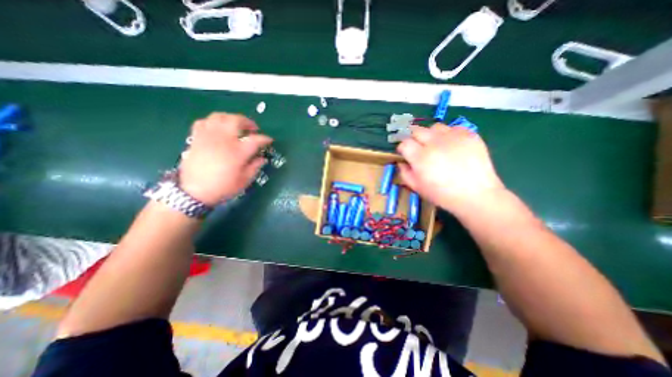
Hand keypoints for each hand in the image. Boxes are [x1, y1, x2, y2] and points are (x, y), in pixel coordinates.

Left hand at [181, 111, 271, 205]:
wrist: (194, 192)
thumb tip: (262, 158)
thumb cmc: (223, 187)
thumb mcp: (245, 180)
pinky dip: (212, 122)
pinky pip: (203, 122)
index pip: (256, 139)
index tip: (269, 140)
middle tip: (252, 129)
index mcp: (238, 152)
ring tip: (235, 125)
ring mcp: (208, 137)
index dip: (265, 139)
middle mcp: (224, 140)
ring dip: (230, 118)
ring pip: (219, 116)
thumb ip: (255, 166)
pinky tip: (217, 129)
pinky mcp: (196, 138)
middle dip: (248, 122)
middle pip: (236, 120)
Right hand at [397, 124, 503, 211]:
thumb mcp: (417, 187)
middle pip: (417, 130)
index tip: (405, 154)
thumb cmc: (442, 194)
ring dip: (431, 135)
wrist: (475, 195)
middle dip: (414, 138)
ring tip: (436, 145)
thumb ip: (405, 173)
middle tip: (419, 148)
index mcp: (420, 157)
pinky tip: (452, 145)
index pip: (404, 143)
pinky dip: (449, 135)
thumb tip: (401, 162)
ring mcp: (453, 137)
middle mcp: (435, 143)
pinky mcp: (469, 135)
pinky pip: (454, 128)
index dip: (403, 148)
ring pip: (435, 127)